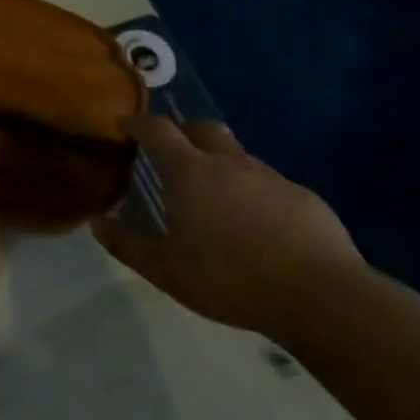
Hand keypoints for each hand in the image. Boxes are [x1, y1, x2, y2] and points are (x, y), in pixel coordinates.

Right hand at [92, 115, 364, 340]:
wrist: (322, 297)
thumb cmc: (230, 278)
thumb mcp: (166, 271)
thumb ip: (127, 245)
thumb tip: (97, 223)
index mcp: (189, 172)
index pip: (157, 129)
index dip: (138, 122)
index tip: (126, 124)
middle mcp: (228, 162)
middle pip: (201, 128)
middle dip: (183, 132)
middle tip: (172, 154)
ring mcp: (270, 176)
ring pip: (237, 156)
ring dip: (220, 164)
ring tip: (215, 196)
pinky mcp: (304, 197)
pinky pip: (270, 184)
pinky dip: (255, 193)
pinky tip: (259, 225)